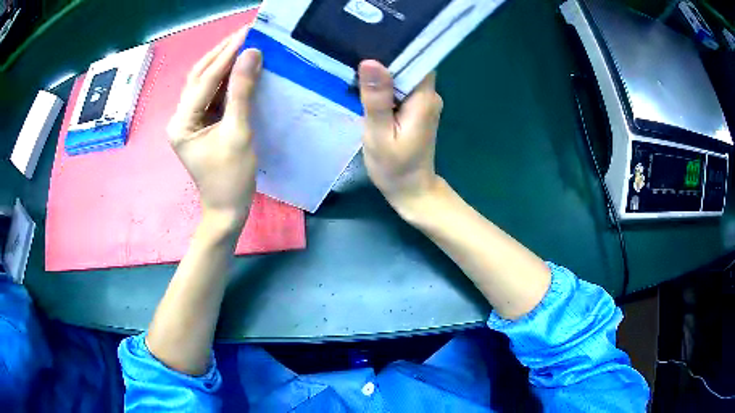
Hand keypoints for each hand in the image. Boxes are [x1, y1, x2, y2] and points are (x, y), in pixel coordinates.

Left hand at [167, 28, 261, 230]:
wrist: (227, 209)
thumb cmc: (231, 178)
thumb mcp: (238, 133)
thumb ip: (242, 92)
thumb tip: (251, 54)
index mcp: (182, 122)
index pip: (205, 80)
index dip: (227, 55)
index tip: (248, 33)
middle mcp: (180, 117)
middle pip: (199, 76)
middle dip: (221, 52)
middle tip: (245, 32)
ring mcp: (188, 120)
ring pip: (204, 83)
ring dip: (222, 62)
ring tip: (243, 43)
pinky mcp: (199, 124)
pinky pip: (211, 95)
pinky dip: (225, 79)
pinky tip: (239, 67)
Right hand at [358, 60, 443, 213]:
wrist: (410, 190)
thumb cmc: (394, 167)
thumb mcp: (379, 134)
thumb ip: (376, 99)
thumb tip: (371, 62)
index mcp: (424, 98)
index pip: (417, 59)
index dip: (397, 48)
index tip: (372, 38)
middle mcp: (429, 96)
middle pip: (410, 65)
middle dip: (386, 57)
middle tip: (357, 49)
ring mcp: (424, 103)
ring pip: (405, 76)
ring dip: (384, 72)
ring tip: (358, 64)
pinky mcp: (417, 109)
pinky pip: (402, 88)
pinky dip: (386, 85)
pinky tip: (368, 84)